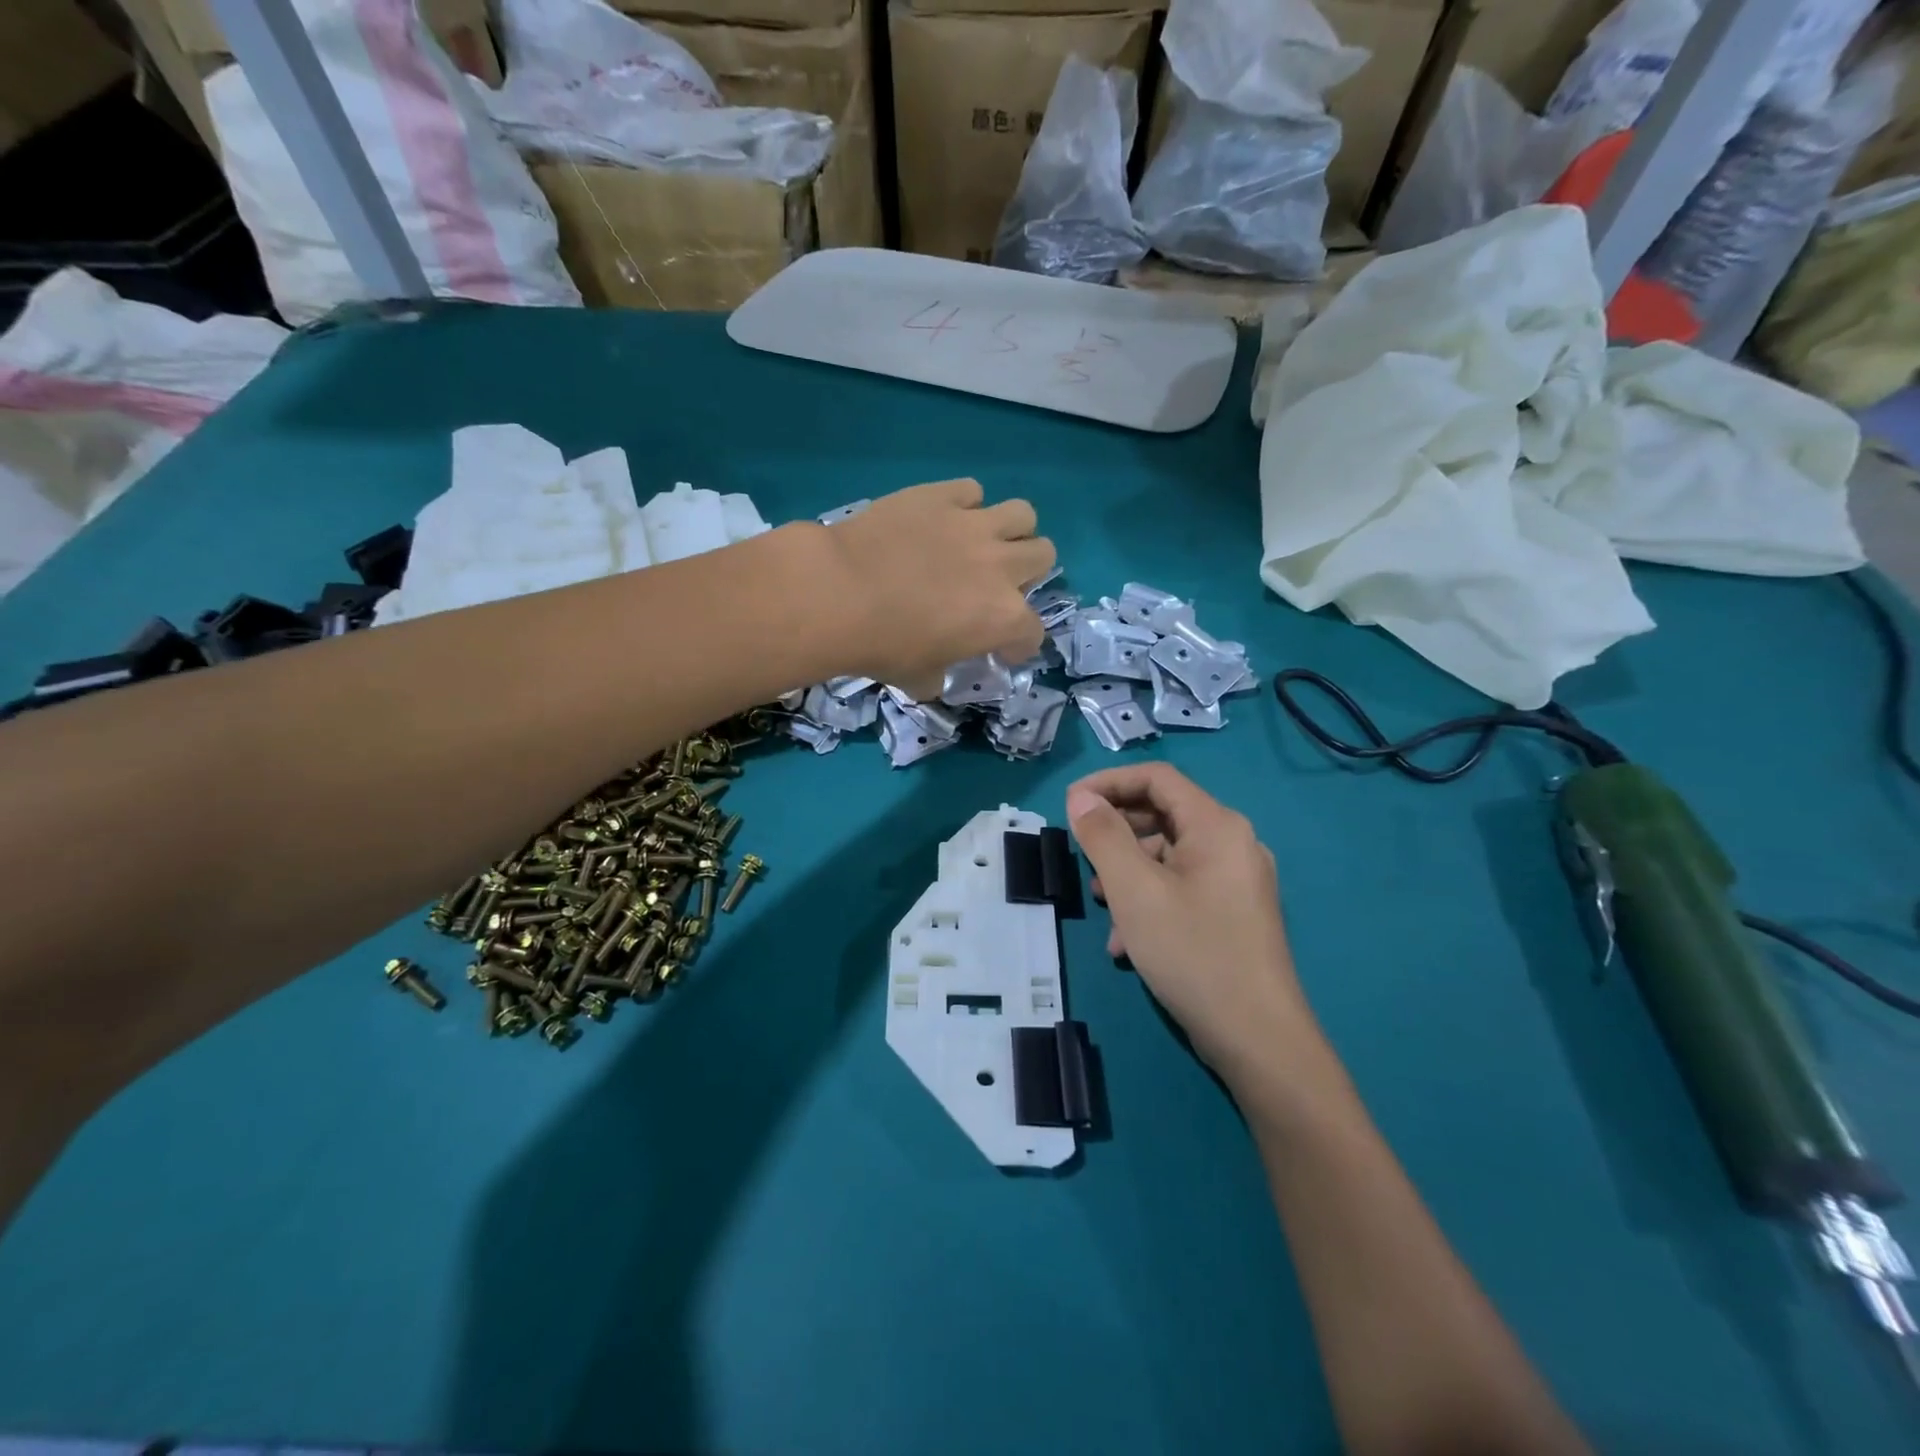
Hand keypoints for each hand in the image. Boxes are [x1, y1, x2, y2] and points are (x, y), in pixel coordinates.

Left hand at [824, 479, 1052, 697]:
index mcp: (1003, 618)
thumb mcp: (917, 679)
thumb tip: (934, 678)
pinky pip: (971, 490)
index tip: (1001, 648)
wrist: (841, 592)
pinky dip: (964, 504)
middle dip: (1027, 572)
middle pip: (1044, 555)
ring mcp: (974, 524)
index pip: (1033, 631)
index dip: (1019, 643)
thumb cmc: (883, 646)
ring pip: (1023, 514)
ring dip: (1011, 530)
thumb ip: (937, 677)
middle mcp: (1001, 566)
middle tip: (995, 583)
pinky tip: (944, 518)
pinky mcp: (941, 495)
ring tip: (984, 542)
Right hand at [1066, 763, 1321, 1089]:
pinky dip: (1149, 902)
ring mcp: (1237, 881)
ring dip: (1128, 873)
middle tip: (1081, 858)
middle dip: (1116, 834)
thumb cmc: (1193, 952)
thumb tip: (1081, 797)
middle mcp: (1232, 844)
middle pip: (1163, 815)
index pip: (1157, 778)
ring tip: (1100, 906)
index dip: (1109, 782)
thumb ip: (1104, 836)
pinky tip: (1126, 943)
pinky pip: (1183, 889)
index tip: (1070, 805)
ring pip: (1169, 857)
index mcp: (1216, 826)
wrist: (1258, 1039)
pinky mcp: (1234, 914)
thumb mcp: (1134, 891)